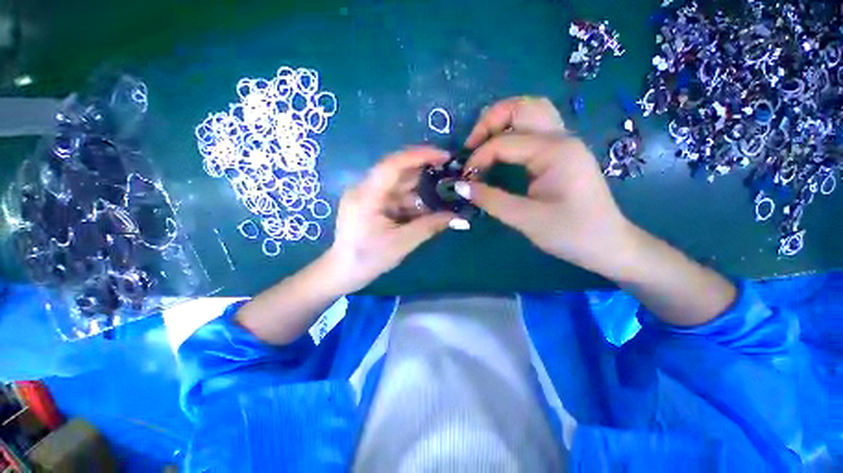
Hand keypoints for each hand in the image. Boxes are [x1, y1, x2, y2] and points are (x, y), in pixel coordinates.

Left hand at [327, 146, 455, 291]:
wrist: (343, 272)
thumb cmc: (369, 259)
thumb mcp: (402, 243)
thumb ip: (430, 226)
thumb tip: (458, 217)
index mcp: (367, 195)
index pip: (393, 164)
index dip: (420, 155)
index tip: (445, 156)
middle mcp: (365, 188)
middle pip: (398, 172)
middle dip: (425, 173)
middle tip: (450, 175)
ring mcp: (367, 195)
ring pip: (398, 184)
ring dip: (420, 190)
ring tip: (443, 194)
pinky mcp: (370, 203)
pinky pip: (395, 196)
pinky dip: (411, 201)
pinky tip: (426, 207)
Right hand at [458, 97, 633, 274]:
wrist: (608, 245)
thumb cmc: (571, 233)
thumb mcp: (525, 219)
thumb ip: (490, 199)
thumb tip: (460, 186)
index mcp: (554, 151)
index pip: (504, 142)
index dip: (478, 158)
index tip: (464, 179)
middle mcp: (561, 137)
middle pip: (521, 107)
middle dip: (489, 121)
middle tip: (471, 146)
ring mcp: (564, 142)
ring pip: (530, 111)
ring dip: (503, 121)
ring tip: (483, 143)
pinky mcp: (562, 153)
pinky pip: (535, 128)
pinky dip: (514, 131)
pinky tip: (502, 150)